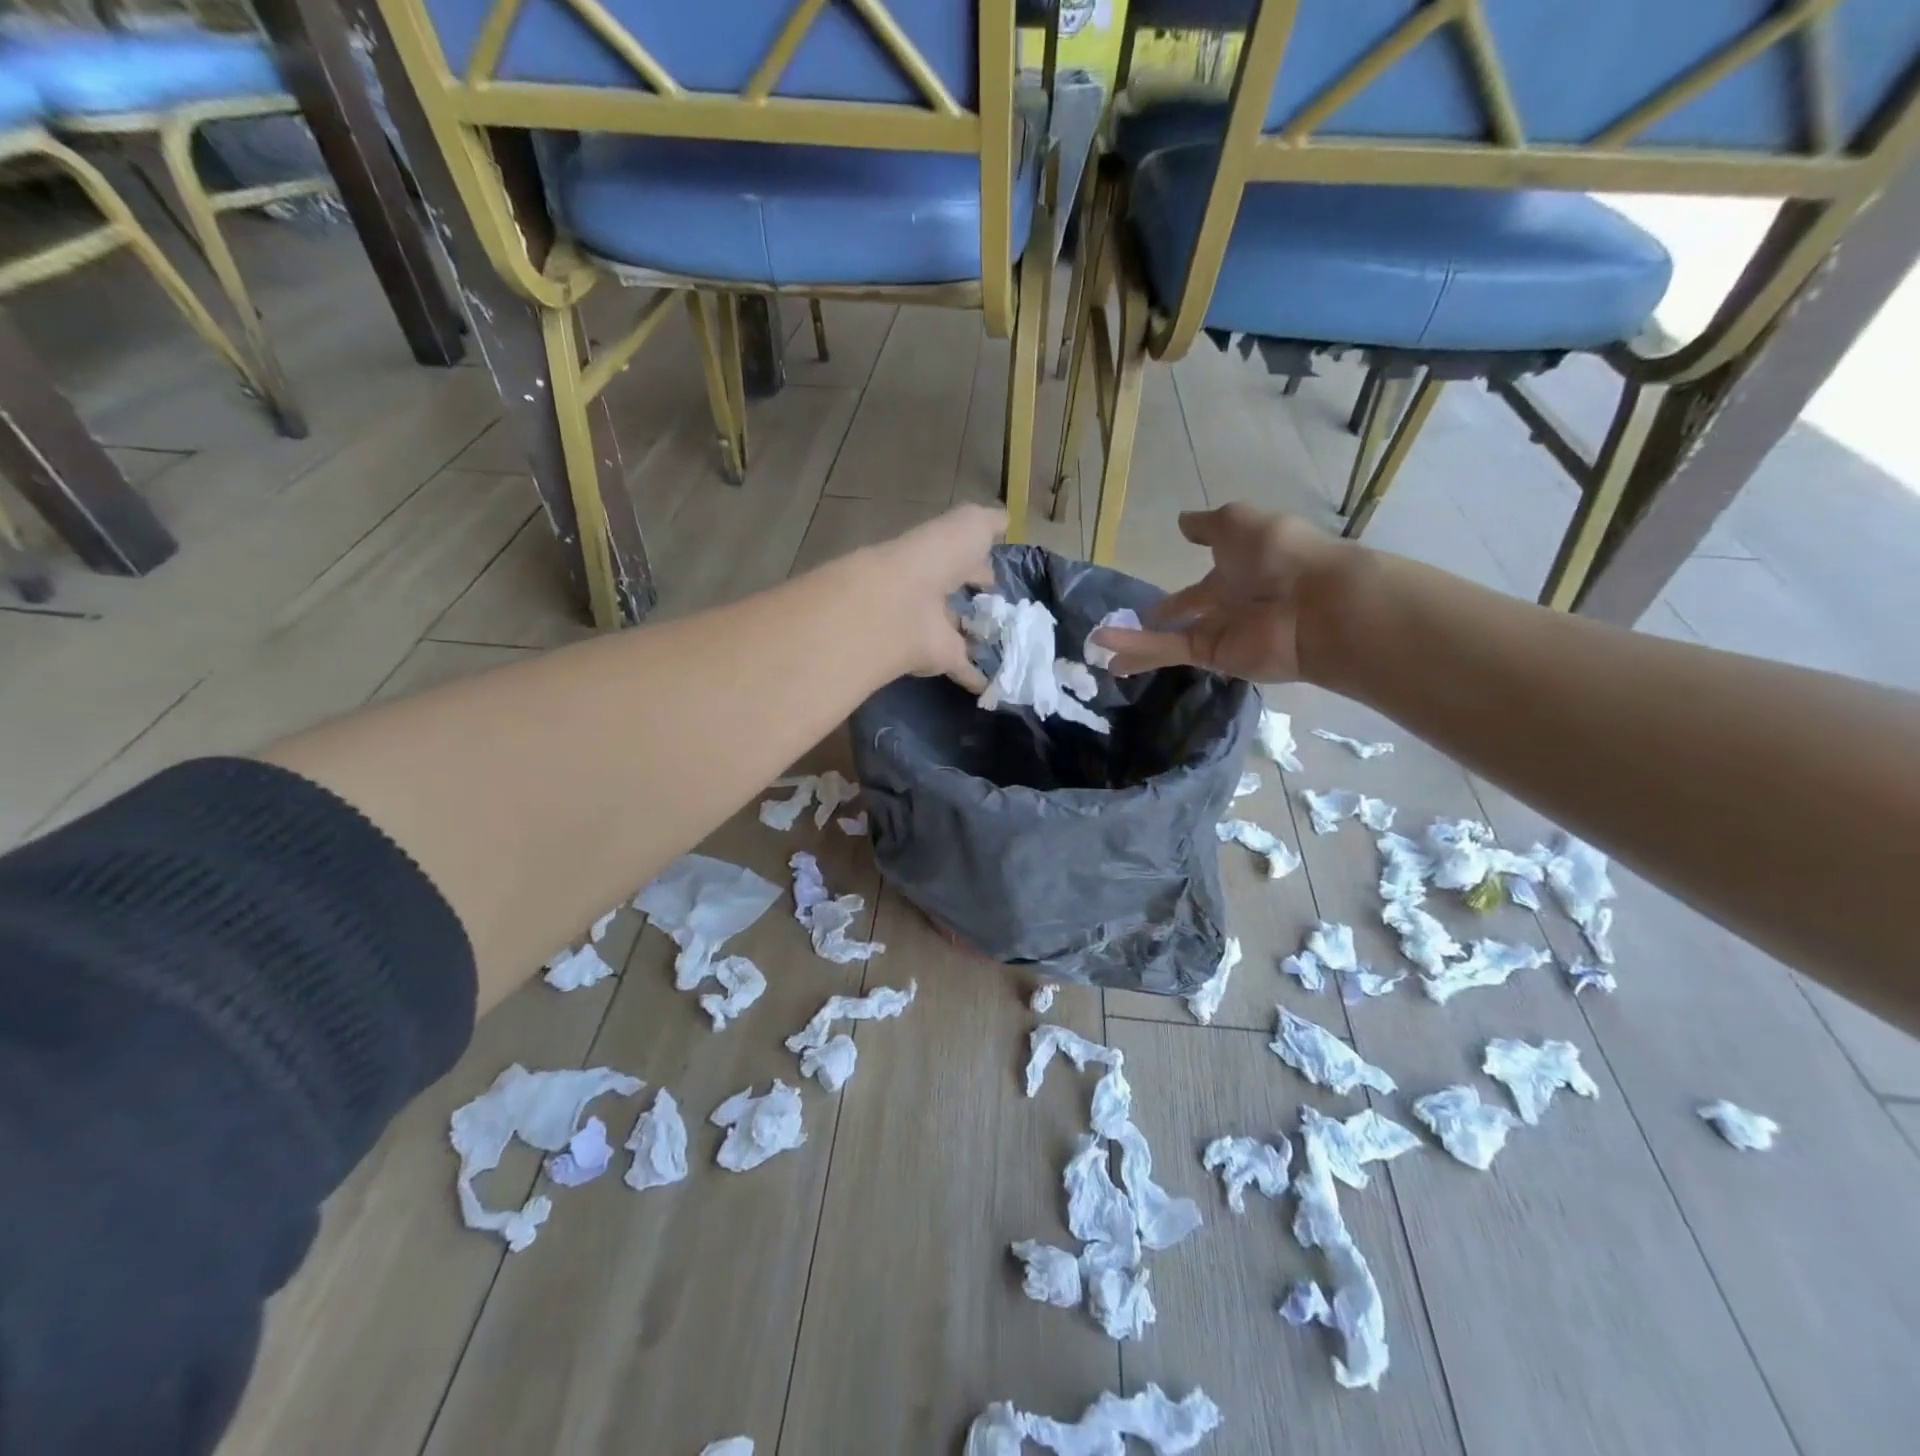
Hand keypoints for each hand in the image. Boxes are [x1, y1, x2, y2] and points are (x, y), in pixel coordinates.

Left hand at [864, 503, 1003, 691]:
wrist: (903, 603)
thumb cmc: (938, 557)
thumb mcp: (970, 525)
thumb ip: (989, 522)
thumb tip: (1005, 520)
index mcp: (939, 557)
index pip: (962, 558)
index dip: (980, 564)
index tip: (998, 576)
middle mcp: (933, 591)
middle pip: (957, 596)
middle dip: (979, 602)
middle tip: (1008, 614)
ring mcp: (934, 627)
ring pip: (960, 632)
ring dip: (979, 639)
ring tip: (1013, 648)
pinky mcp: (939, 658)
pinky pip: (962, 668)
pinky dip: (978, 677)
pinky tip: (1001, 685)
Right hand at [1092, 504, 1352, 682]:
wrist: (1313, 602)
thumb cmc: (1279, 552)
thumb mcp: (1239, 521)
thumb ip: (1208, 525)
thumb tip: (1181, 521)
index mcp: (1240, 568)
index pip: (1205, 580)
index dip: (1183, 587)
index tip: (1158, 593)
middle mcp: (1229, 602)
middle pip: (1189, 612)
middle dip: (1166, 615)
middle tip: (1134, 621)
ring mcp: (1220, 632)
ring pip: (1170, 638)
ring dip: (1135, 642)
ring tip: (1097, 646)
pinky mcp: (1210, 656)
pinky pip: (1168, 649)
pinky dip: (1136, 648)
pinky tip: (1103, 646)